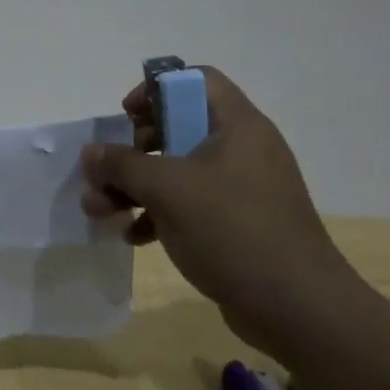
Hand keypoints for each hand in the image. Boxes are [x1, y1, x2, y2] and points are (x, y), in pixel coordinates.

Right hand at [79, 66, 365, 357]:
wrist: (297, 309)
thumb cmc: (232, 230)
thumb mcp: (167, 189)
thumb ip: (122, 165)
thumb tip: (91, 153)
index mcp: (237, 126)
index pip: (195, 80)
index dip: (155, 90)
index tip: (127, 118)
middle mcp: (242, 149)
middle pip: (178, 127)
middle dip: (133, 150)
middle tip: (109, 170)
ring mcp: (242, 188)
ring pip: (178, 170)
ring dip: (136, 186)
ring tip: (101, 210)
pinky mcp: (237, 224)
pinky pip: (190, 204)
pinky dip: (158, 214)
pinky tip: (134, 236)